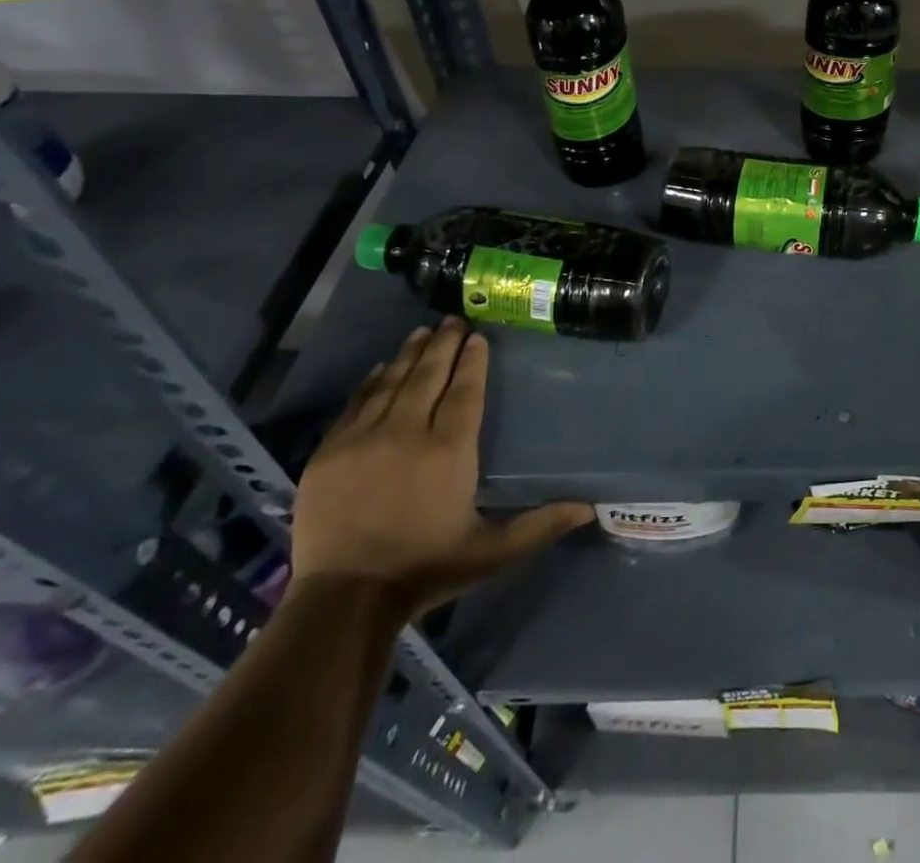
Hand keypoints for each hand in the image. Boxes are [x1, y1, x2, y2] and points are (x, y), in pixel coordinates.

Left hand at [292, 319, 592, 613]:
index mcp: (449, 451)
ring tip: (423, 331)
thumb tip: (589, 508)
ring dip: (410, 354)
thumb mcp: (492, 551)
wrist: (344, 601)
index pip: (465, 390)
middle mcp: (407, 433)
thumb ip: (540, 525)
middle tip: (454, 318)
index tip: (478, 336)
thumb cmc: (426, 568)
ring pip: (392, 382)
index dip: (473, 360)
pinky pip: (355, 404)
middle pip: (429, 376)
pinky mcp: (329, 454)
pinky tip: (382, 367)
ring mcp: (363, 440)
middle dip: (444, 344)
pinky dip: (372, 381)